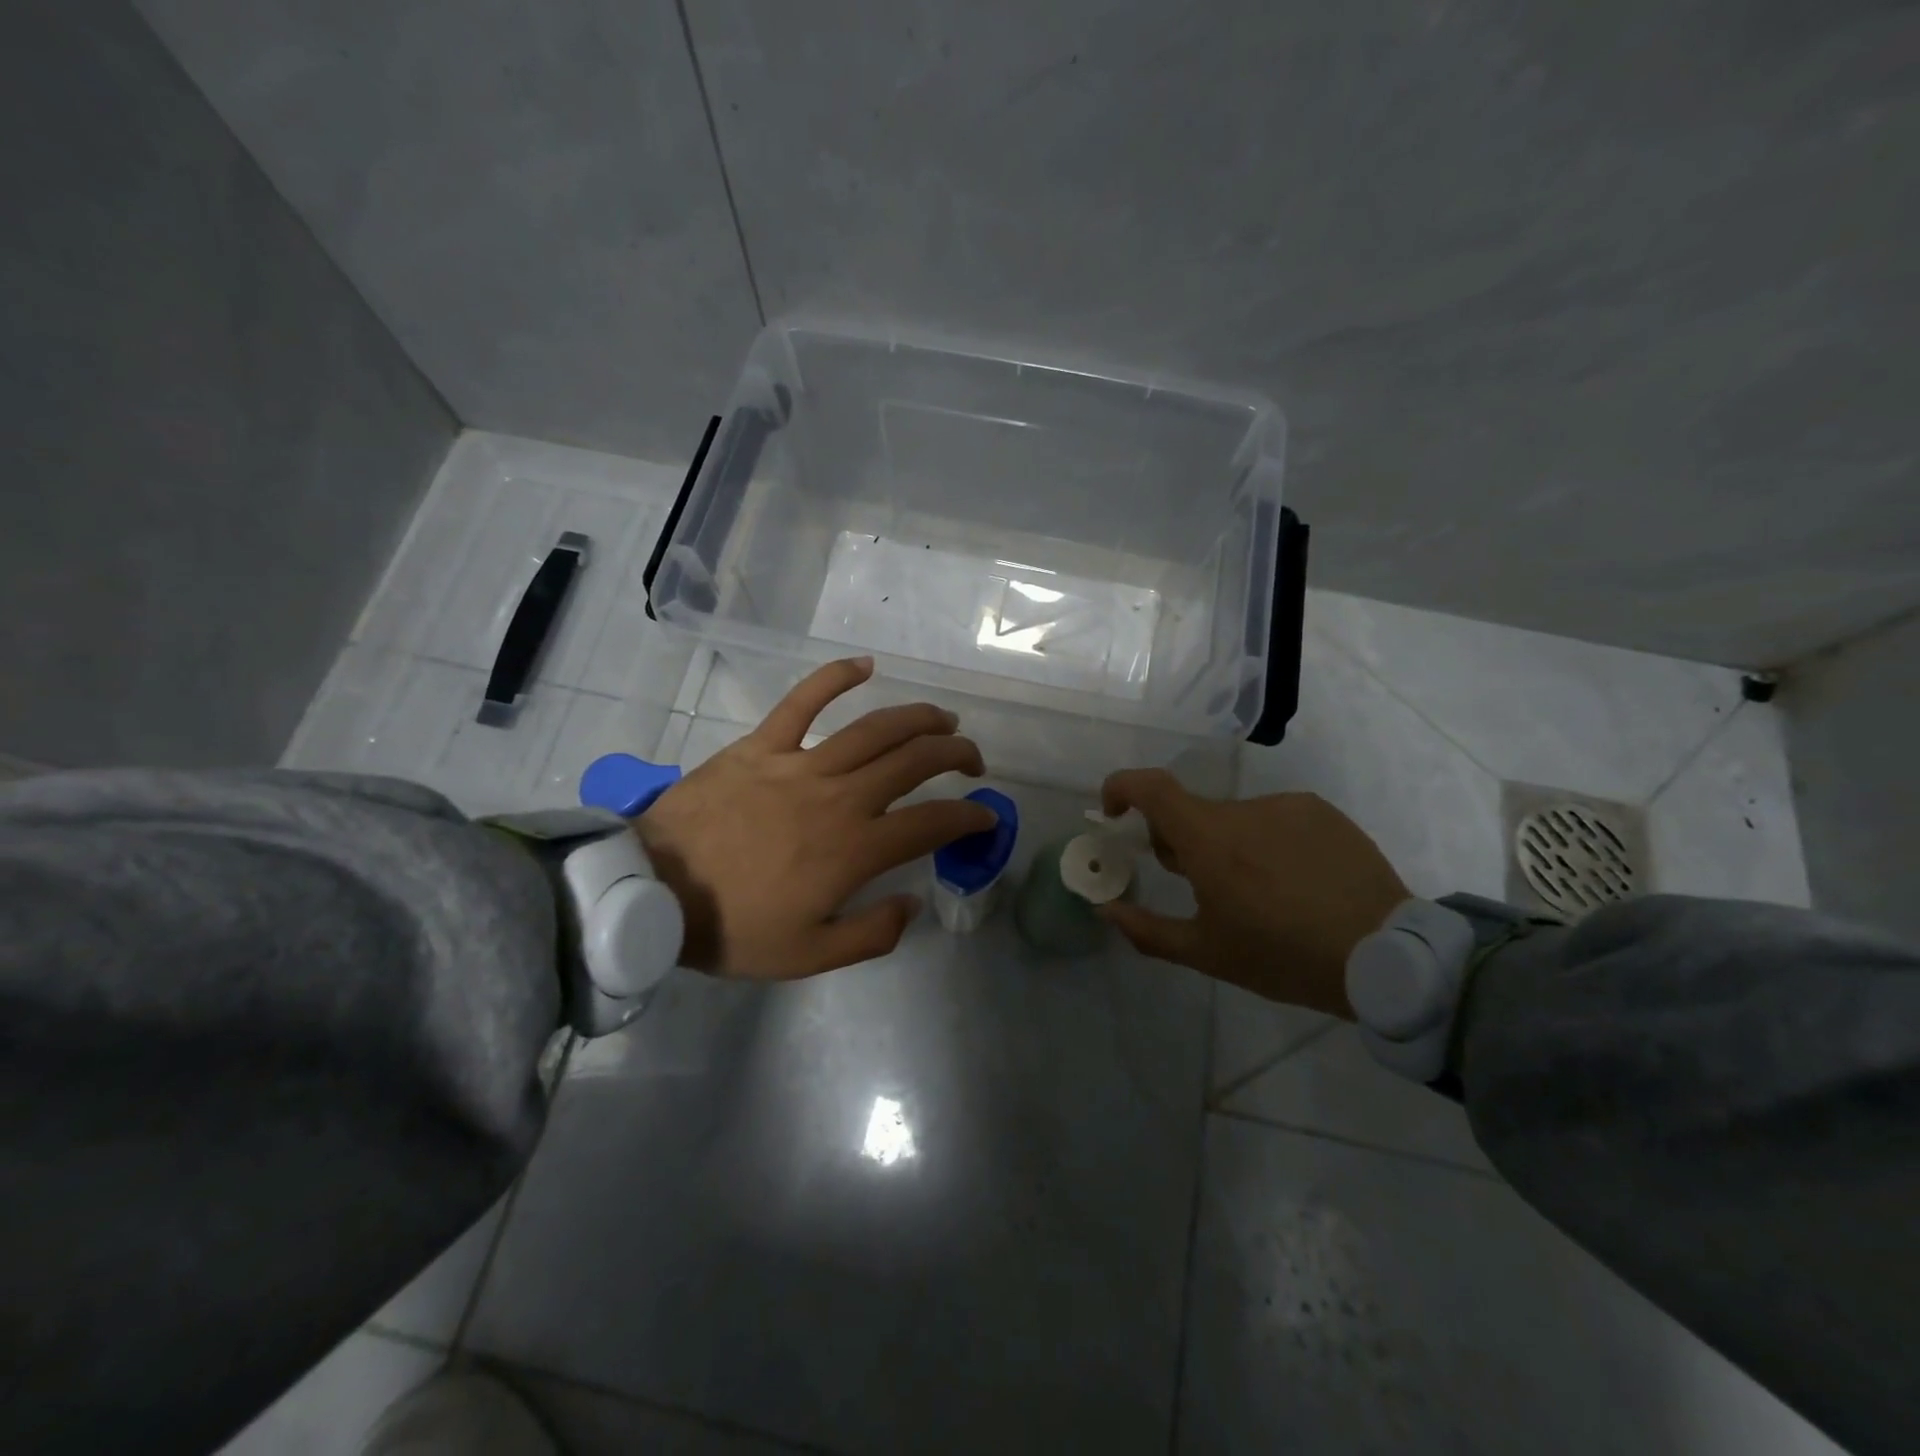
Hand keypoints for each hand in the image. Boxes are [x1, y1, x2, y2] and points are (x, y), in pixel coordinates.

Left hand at [635, 657, 996, 978]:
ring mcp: (801, 764)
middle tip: (971, 761)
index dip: (969, 816)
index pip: (932, 823)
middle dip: (955, 756)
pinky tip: (865, 664)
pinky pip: (803, 700)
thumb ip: (872, 934)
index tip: (985, 815)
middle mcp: (840, 797)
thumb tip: (914, 902)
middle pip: (914, 762)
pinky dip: (835, 677)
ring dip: (918, 718)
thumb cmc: (732, 928)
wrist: (650, 892)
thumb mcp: (808, 955)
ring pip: (875, 727)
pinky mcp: (762, 745)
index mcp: (855, 849)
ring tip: (942, 719)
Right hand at [1097, 769, 1410, 1017]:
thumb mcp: (1207, 954)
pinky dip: (1268, 842)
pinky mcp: (1321, 811)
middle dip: (1182, 842)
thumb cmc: (1284, 956)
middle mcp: (1243, 809)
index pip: (1150, 786)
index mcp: (1208, 839)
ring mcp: (1286, 805)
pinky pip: (1275, 819)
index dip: (1121, 788)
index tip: (1116, 814)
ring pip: (1235, 819)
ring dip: (1229, 845)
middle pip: (1192, 812)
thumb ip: (1147, 930)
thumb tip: (1106, 910)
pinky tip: (1297, 882)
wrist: (1387, 956)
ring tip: (1263, 894)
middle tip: (1201, 887)